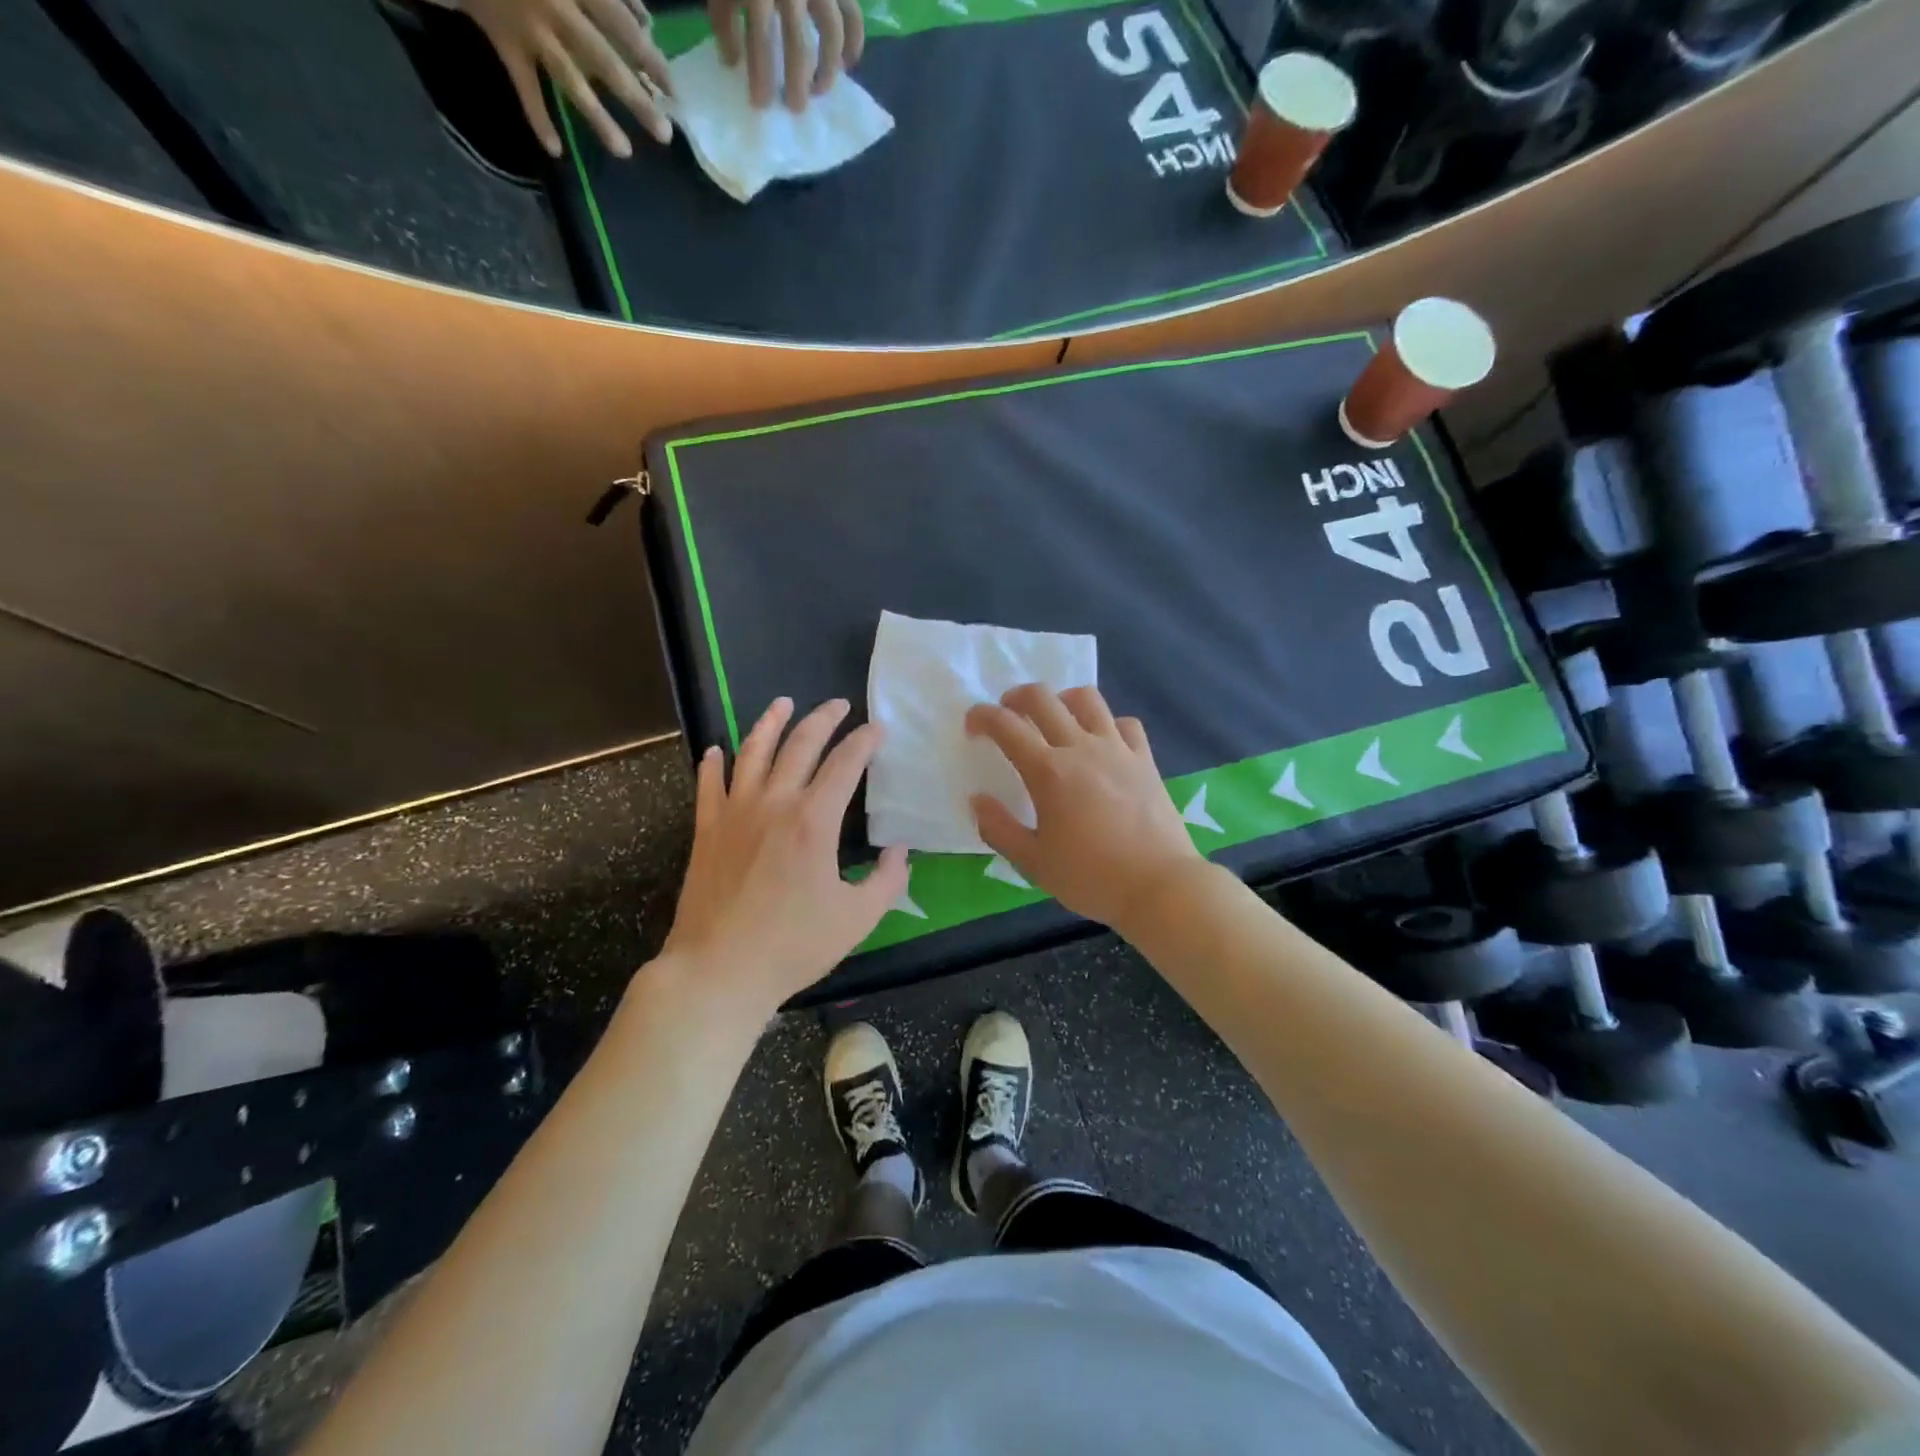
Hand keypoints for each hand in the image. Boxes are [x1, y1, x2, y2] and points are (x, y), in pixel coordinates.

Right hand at [463, 0, 672, 157]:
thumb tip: (647, 24)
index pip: (622, 27)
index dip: (650, 59)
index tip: (673, 90)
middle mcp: (556, 8)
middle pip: (604, 60)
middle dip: (636, 100)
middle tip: (664, 135)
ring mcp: (530, 29)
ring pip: (569, 80)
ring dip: (598, 118)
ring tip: (625, 152)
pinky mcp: (504, 42)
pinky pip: (524, 86)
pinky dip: (537, 118)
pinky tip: (555, 151)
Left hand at [659, 697, 908, 1011]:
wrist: (719, 971)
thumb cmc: (793, 946)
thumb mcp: (858, 919)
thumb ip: (887, 880)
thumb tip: (899, 851)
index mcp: (814, 821)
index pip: (845, 764)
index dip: (864, 741)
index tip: (878, 728)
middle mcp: (774, 804)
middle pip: (800, 745)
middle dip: (823, 719)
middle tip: (838, 704)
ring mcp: (735, 814)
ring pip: (752, 752)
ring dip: (769, 723)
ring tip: (782, 703)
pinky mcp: (706, 831)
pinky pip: (708, 785)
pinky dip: (713, 763)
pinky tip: (718, 749)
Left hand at [707, 0, 864, 109]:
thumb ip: (724, 16)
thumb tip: (732, 60)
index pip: (760, 38)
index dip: (760, 75)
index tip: (760, 105)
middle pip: (799, 45)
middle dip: (797, 83)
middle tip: (795, 108)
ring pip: (831, 36)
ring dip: (827, 69)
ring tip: (819, 91)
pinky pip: (852, 17)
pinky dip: (853, 43)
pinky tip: (847, 65)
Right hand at [966, 685, 1208, 931]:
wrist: (1159, 886)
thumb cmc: (1091, 877)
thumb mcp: (1033, 863)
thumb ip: (999, 829)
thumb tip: (977, 800)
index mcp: (1048, 771)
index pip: (1006, 726)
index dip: (982, 716)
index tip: (972, 726)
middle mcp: (1081, 748)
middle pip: (1043, 698)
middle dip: (1016, 697)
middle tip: (1007, 715)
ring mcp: (1117, 749)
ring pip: (1087, 699)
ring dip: (1062, 699)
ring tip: (1055, 718)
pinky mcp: (1144, 759)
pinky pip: (1125, 723)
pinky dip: (1107, 724)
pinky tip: (1102, 742)